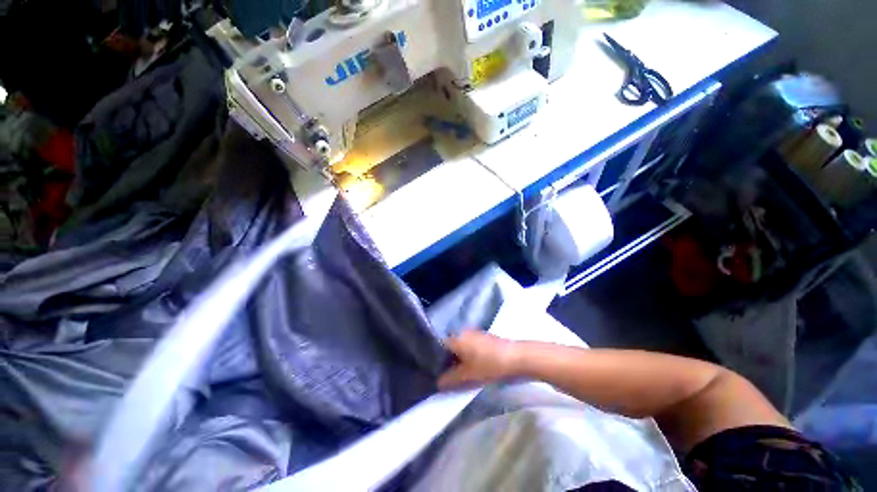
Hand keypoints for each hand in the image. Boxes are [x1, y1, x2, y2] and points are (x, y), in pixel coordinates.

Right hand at [437, 331, 521, 389]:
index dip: (436, 359)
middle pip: (450, 346)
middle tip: (448, 374)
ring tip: (460, 372)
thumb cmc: (489, 365)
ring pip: (460, 345)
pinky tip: (473, 365)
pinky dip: (468, 354)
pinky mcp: (483, 336)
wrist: (515, 357)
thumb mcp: (467, 376)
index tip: (436, 371)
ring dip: (458, 358)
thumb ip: (450, 379)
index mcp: (456, 338)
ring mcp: (474, 332)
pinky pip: (469, 344)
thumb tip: (437, 382)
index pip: (439, 346)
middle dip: (447, 360)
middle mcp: (462, 332)